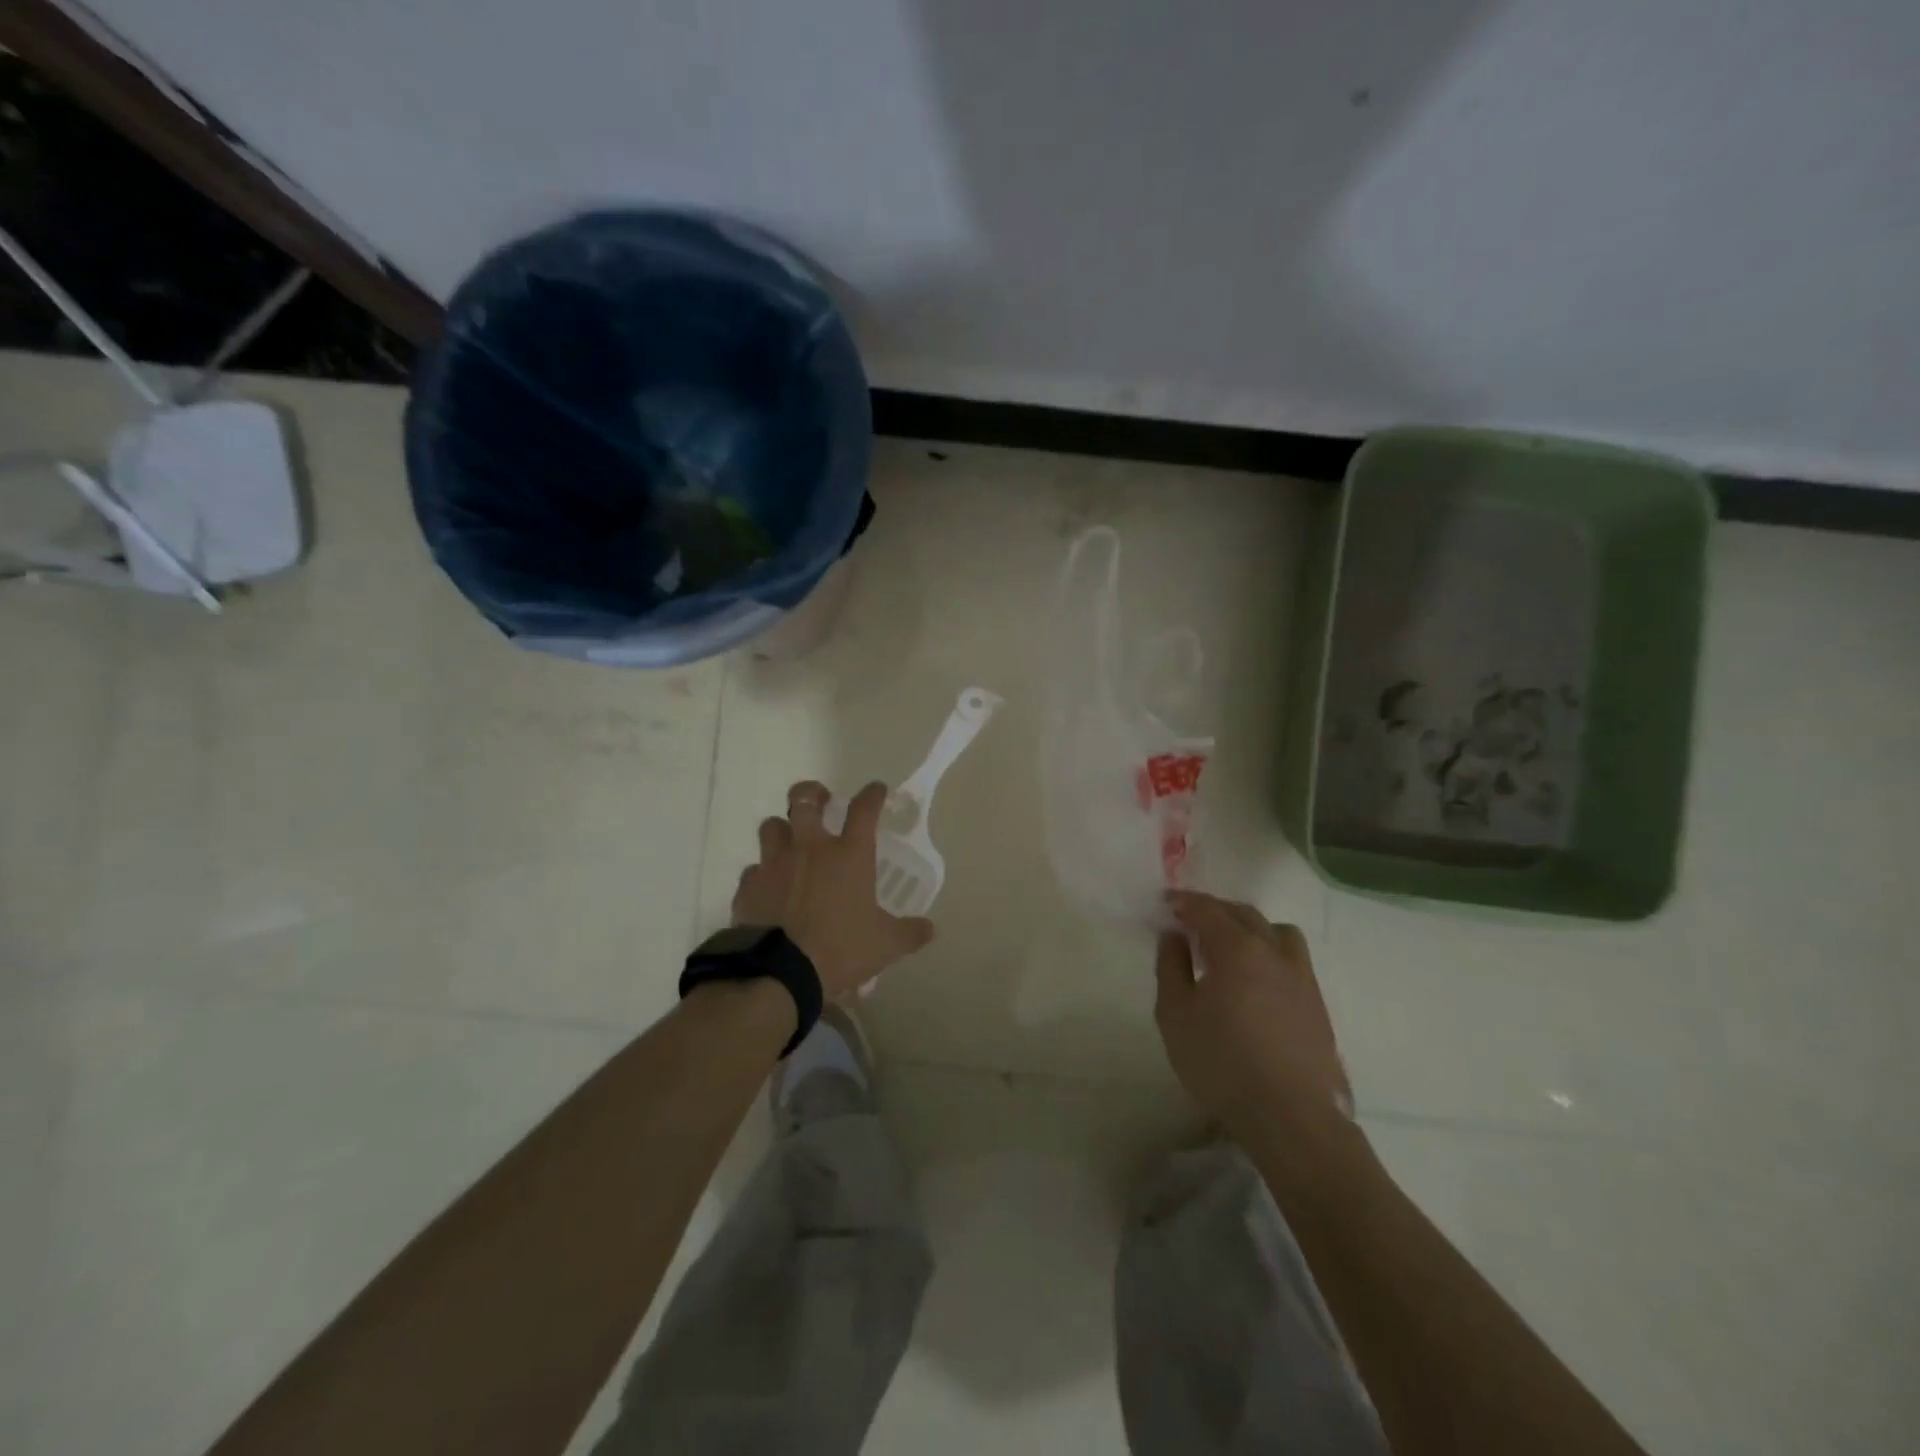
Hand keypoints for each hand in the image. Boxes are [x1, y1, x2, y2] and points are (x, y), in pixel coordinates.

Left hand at [731, 780, 935, 999]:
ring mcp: (774, 864)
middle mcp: (810, 849)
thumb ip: (908, 933)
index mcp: (848, 855)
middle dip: (812, 793)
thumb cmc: (840, 949)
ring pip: (771, 827)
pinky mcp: (748, 887)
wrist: (779, 972)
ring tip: (789, 842)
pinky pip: (753, 870)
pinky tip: (768, 888)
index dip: (872, 795)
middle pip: (804, 799)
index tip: (876, 790)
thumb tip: (929, 929)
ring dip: (782, 829)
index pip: (864, 810)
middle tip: (821, 800)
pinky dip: (761, 874)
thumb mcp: (885, 945)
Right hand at [1154, 890, 1351, 1133]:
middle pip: (1244, 914)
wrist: (1290, 1116)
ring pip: (1277, 931)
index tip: (1166, 904)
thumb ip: (1171, 967)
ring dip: (1250, 927)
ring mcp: (1301, 977)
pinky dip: (1269, 952)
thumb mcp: (1175, 1014)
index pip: (1207, 909)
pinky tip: (1256, 978)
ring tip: (1231, 945)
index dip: (1184, 902)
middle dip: (1215, 910)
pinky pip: (1292, 958)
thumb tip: (1173, 935)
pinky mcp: (1317, 1003)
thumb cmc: (1221, 1063)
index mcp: (1237, 948)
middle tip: (1191, 921)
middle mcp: (1273, 952)